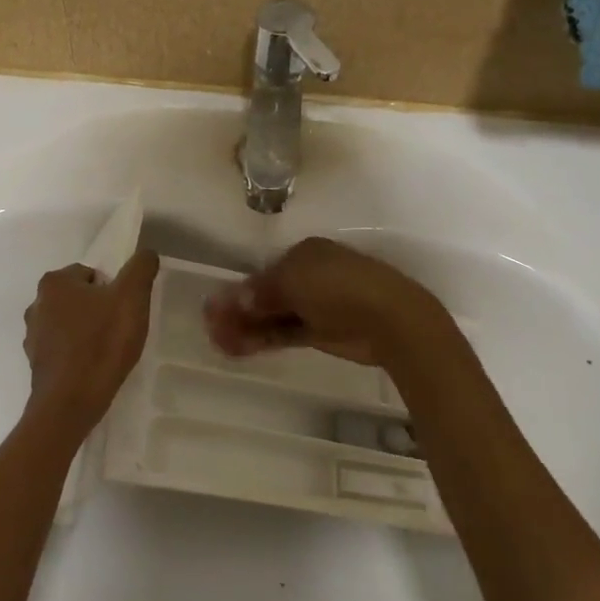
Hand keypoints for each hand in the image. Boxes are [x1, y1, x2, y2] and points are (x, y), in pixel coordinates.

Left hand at [23, 248, 159, 430]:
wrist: (70, 403)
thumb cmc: (101, 344)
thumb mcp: (131, 298)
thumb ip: (140, 269)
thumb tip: (146, 253)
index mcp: (55, 282)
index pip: (91, 275)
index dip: (113, 291)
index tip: (124, 312)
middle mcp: (36, 304)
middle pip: (80, 298)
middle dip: (99, 311)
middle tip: (119, 331)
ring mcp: (33, 335)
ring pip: (70, 324)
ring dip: (87, 332)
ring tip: (107, 352)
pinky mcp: (36, 363)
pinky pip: (63, 349)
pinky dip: (77, 354)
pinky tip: (93, 369)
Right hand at [203, 237, 443, 366]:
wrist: (389, 320)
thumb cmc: (338, 286)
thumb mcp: (292, 281)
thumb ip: (259, 292)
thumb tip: (230, 300)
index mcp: (305, 253)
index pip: (264, 270)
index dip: (239, 289)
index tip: (215, 306)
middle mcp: (309, 277)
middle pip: (265, 294)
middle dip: (237, 310)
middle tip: (210, 326)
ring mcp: (316, 306)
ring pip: (272, 316)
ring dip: (245, 327)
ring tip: (218, 340)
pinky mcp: (321, 332)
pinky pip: (284, 333)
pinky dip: (261, 339)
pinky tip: (237, 347)